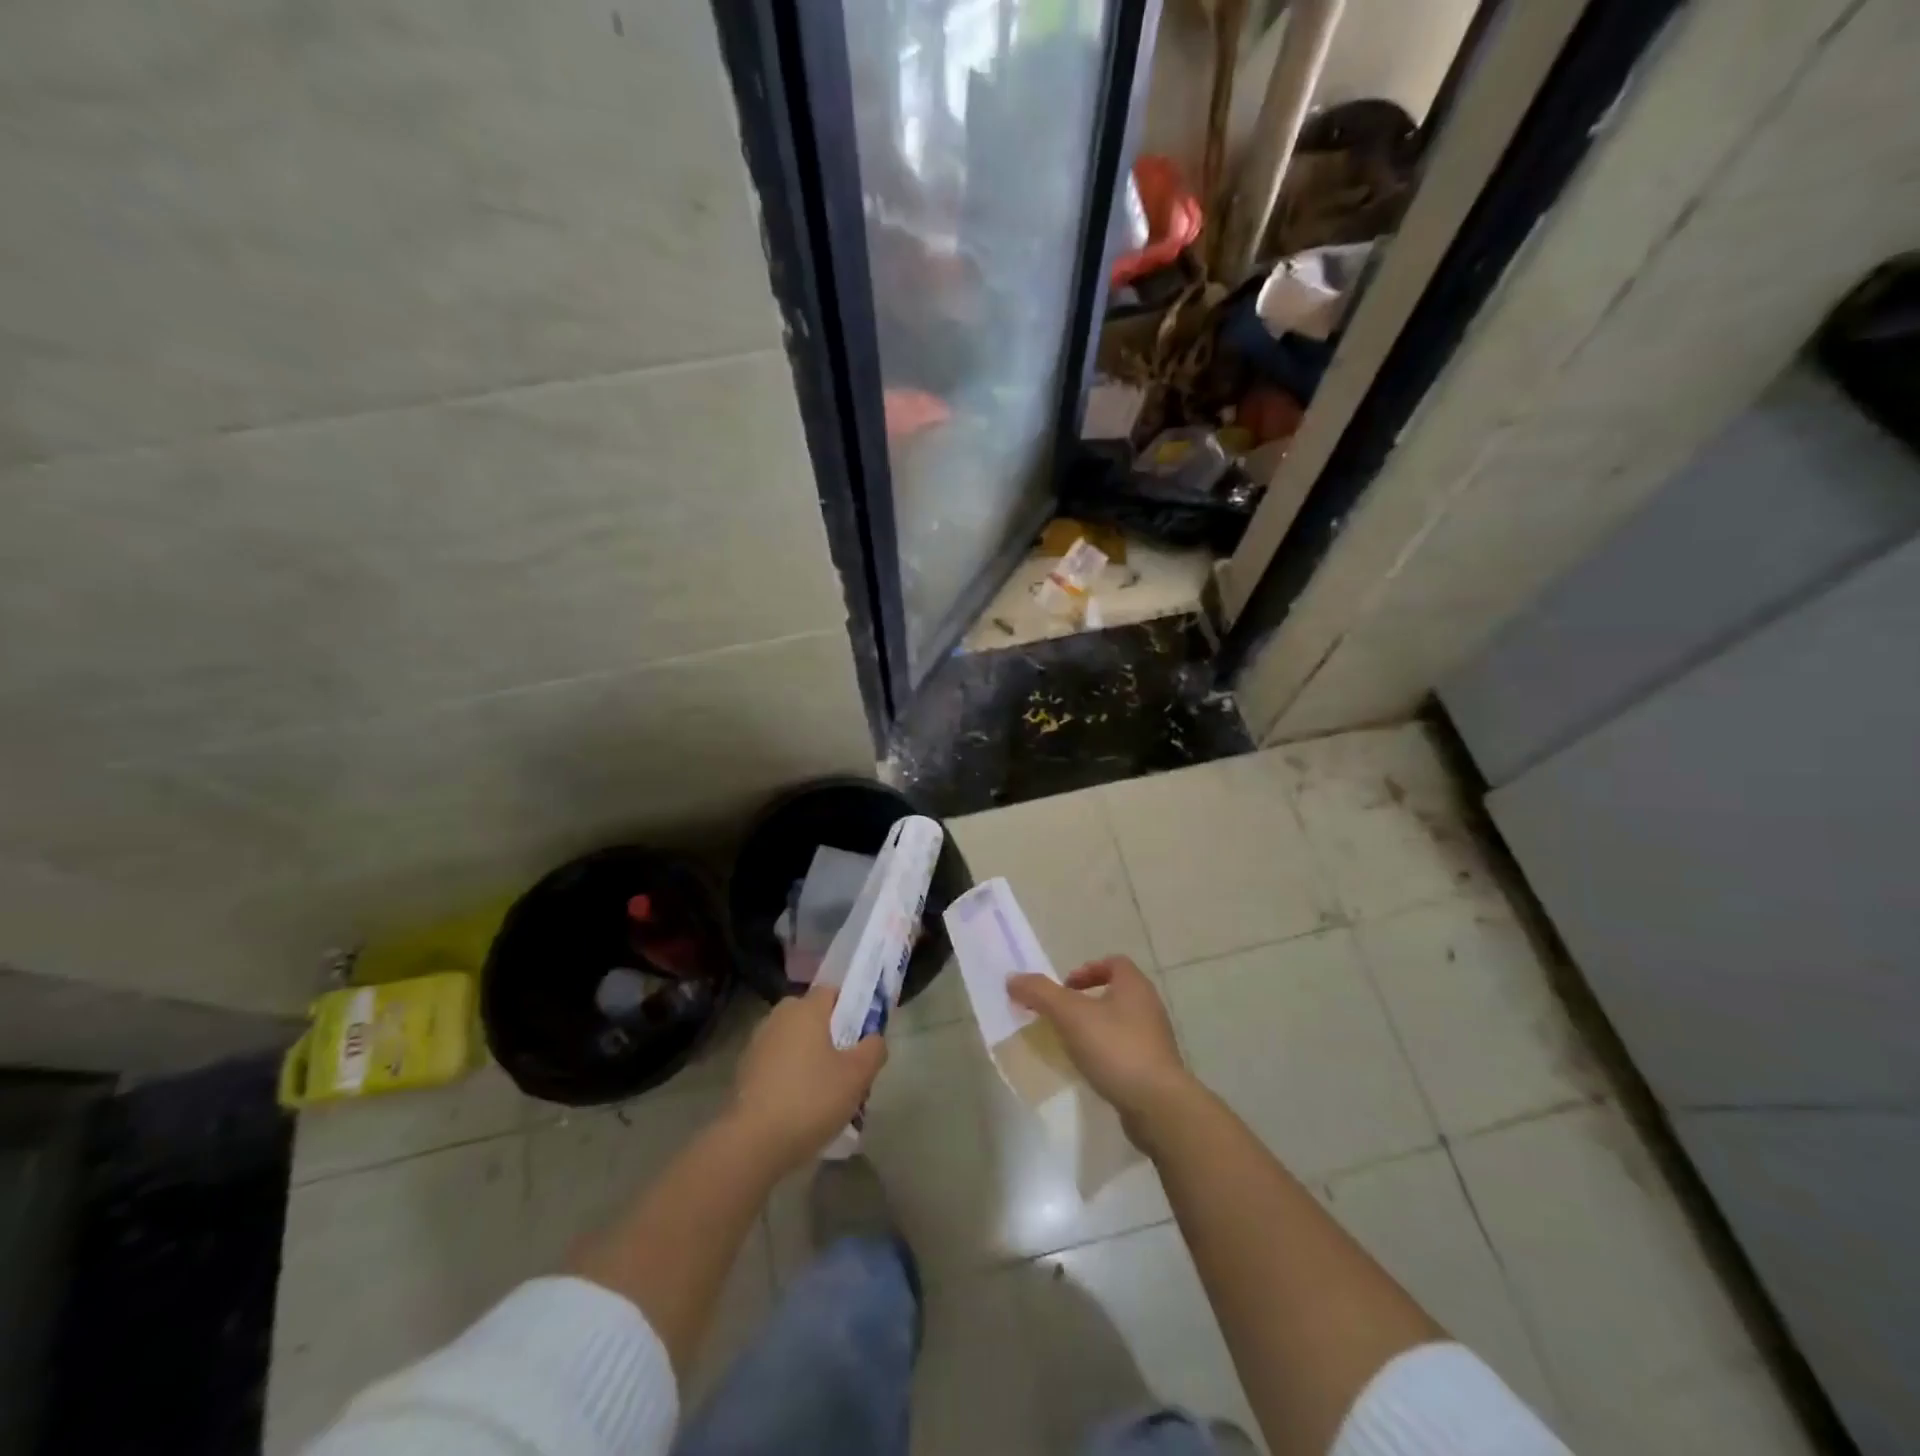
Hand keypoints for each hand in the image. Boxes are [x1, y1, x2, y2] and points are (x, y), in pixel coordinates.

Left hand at [728, 982, 886, 1174]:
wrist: (752, 1143)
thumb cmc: (811, 1099)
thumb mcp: (857, 1076)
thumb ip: (873, 1049)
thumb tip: (873, 1039)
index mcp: (805, 1009)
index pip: (832, 992)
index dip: (850, 1009)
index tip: (861, 1037)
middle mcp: (778, 1017)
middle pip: (812, 1018)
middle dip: (830, 1037)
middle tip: (847, 1068)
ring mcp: (757, 1044)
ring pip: (794, 1042)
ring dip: (809, 1059)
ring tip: (826, 1094)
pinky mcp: (743, 1072)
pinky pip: (777, 1064)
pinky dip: (789, 1077)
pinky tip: (799, 1107)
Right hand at [1008, 957, 1194, 1131]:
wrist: (1158, 1105)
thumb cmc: (1115, 1048)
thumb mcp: (1070, 1015)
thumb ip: (1040, 993)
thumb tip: (1012, 979)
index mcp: (1134, 986)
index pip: (1113, 962)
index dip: (1087, 969)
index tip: (1065, 988)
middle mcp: (1149, 1007)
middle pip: (1116, 992)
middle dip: (1086, 1001)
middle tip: (1062, 1016)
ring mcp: (1155, 1039)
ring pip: (1120, 1022)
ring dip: (1095, 1027)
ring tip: (1072, 1044)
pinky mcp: (1154, 1069)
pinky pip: (1125, 1050)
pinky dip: (1106, 1053)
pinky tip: (1091, 1069)